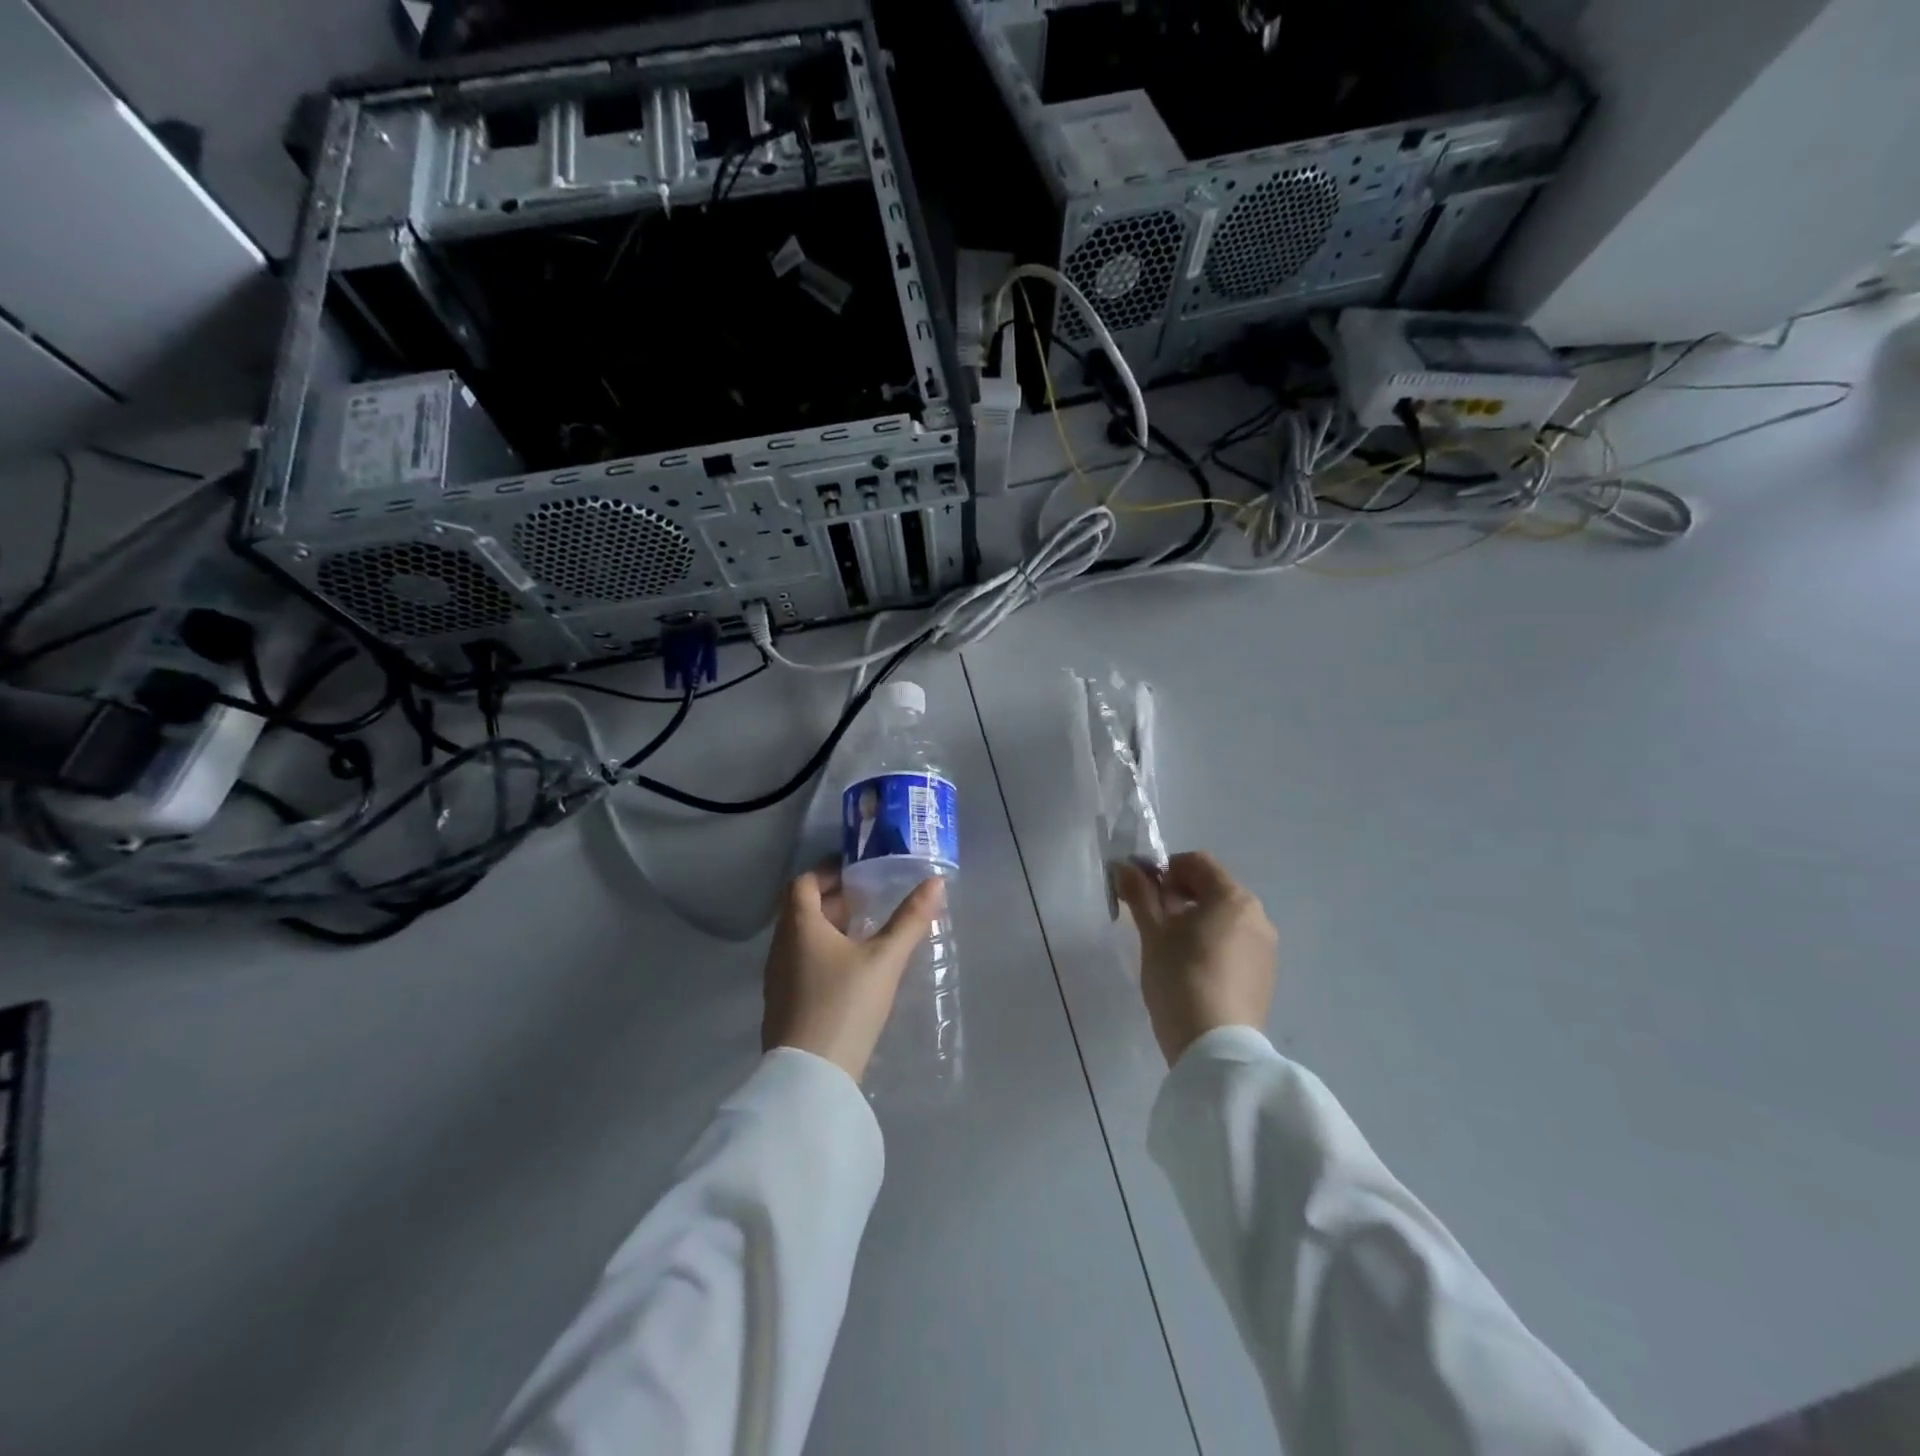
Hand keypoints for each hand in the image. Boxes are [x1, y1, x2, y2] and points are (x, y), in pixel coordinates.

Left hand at [762, 863, 944, 1082]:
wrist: (810, 1076)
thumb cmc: (845, 1004)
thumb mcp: (884, 959)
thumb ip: (910, 919)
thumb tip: (936, 882)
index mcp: (799, 926)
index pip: (803, 883)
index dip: (827, 871)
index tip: (856, 871)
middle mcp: (781, 946)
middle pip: (800, 910)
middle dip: (832, 900)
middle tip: (868, 901)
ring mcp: (777, 978)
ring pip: (800, 939)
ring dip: (828, 928)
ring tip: (864, 934)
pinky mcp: (781, 1004)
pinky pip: (800, 964)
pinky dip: (822, 954)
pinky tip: (850, 972)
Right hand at [1116, 851, 1276, 1066]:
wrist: (1216, 1048)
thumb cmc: (1180, 979)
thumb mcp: (1153, 934)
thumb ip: (1140, 896)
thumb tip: (1124, 868)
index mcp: (1233, 898)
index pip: (1197, 862)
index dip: (1166, 869)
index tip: (1144, 893)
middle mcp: (1257, 916)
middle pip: (1214, 888)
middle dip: (1181, 894)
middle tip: (1153, 918)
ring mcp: (1265, 948)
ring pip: (1225, 917)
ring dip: (1197, 918)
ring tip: (1171, 946)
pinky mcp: (1265, 975)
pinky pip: (1236, 942)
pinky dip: (1213, 942)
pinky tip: (1192, 969)